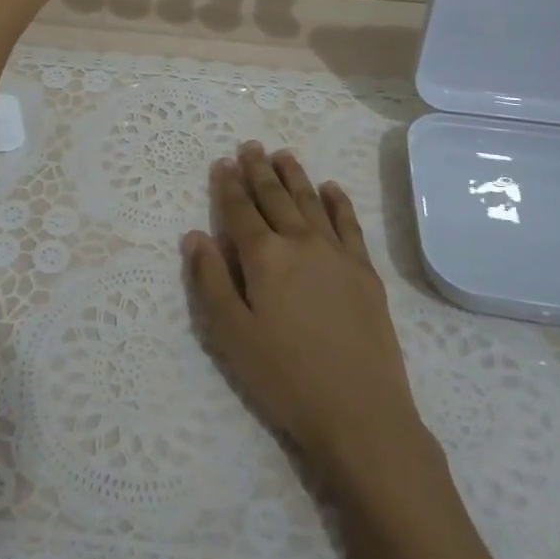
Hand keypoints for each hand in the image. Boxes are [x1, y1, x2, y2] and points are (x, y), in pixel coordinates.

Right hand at [184, 141, 429, 480]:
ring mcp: (338, 253)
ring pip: (310, 201)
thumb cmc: (286, 378)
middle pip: (276, 197)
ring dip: (294, 175)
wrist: (361, 412)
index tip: (222, 162)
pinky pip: (349, 222)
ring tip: (282, 154)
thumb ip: (211, 282)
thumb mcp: (232, 337)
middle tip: (249, 146)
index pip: (241, 210)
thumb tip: (195, 236)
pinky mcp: (364, 270)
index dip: (228, 185)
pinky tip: (331, 188)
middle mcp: (301, 242)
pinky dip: (337, 201)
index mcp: (265, 257)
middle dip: (259, 170)